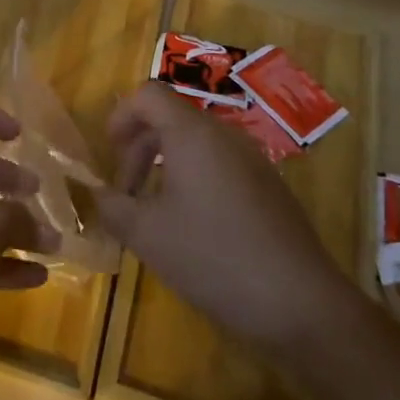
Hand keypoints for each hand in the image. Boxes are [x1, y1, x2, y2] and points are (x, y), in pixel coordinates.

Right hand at [94, 83, 349, 351]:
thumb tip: (97, 194)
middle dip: (139, 150)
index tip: (109, 155)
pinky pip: (220, 166)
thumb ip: (112, 206)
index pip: (148, 95)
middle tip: (126, 195)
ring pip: (196, 144)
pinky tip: (193, 229)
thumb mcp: (147, 235)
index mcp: (193, 133)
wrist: (302, 304)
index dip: (121, 116)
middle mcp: (224, 135)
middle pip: (171, 119)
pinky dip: (195, 181)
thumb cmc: (214, 257)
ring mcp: (253, 160)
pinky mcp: (269, 188)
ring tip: (155, 214)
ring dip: (165, 167)